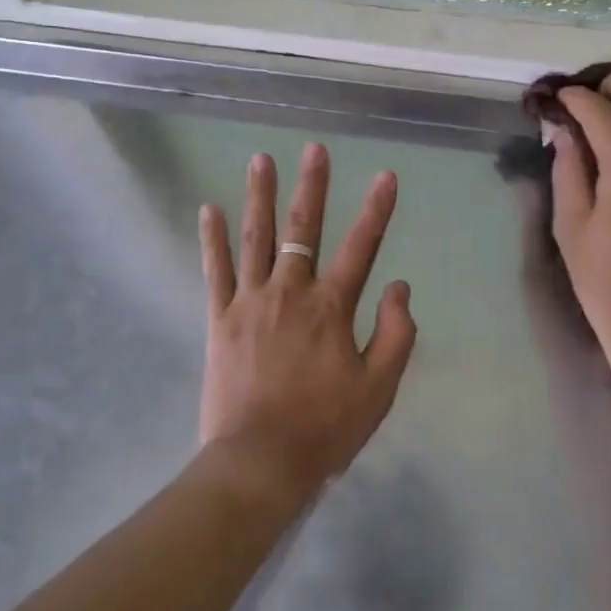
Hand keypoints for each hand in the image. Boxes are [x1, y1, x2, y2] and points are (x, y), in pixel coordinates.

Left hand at [198, 143, 417, 508]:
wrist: (260, 462)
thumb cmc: (325, 427)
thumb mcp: (379, 388)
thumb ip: (396, 333)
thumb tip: (401, 286)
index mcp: (331, 307)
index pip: (361, 247)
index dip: (376, 209)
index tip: (385, 175)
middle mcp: (290, 292)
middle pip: (303, 229)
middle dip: (311, 186)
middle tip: (314, 149)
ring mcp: (250, 301)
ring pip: (256, 238)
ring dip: (259, 196)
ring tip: (261, 159)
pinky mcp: (220, 318)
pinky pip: (215, 270)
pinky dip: (212, 239)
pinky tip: (209, 208)